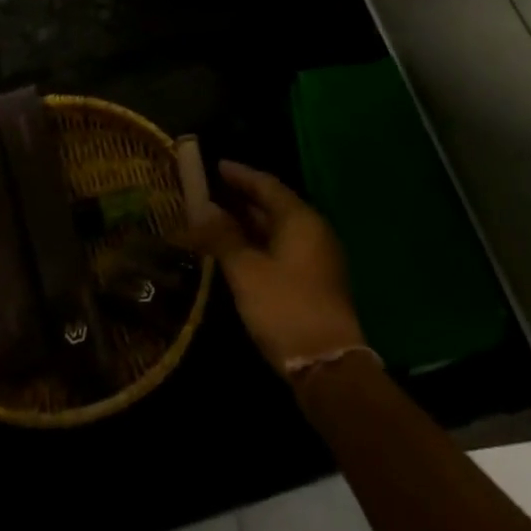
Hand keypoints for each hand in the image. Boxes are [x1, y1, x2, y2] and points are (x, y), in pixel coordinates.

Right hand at [186, 160, 364, 375]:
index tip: (216, 166)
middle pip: (275, 204)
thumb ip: (223, 236)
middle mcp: (313, 230)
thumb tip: (203, 208)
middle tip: (211, 192)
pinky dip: (260, 242)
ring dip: (250, 222)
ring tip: (219, 219)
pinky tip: (239, 251)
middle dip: (243, 198)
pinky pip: (284, 247)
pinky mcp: (316, 279)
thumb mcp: (246, 270)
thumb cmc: (284, 307)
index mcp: (300, 219)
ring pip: (279, 228)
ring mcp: (318, 256)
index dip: (240, 175)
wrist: (327, 364)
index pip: (266, 184)